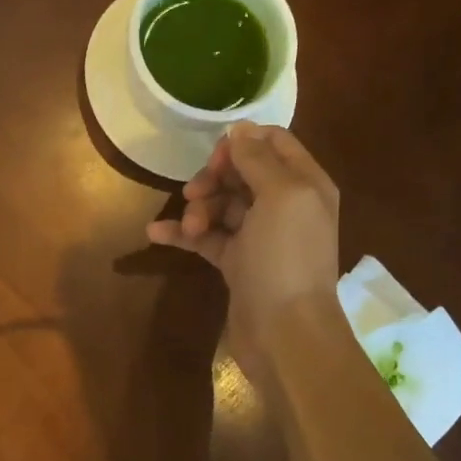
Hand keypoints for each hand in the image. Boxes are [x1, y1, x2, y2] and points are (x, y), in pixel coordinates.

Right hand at [146, 122, 340, 379]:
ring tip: (188, 228)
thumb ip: (259, 159)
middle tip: (193, 193)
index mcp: (305, 184)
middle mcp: (286, 206)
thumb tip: (240, 128)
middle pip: (242, 173)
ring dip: (198, 209)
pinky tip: (156, 233)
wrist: (284, 332)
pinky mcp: (238, 262)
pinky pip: (207, 237)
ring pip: (222, 205)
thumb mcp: (280, 196)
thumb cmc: (286, 258)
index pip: (274, 144)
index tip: (216, 158)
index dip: (242, 144)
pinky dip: (183, 233)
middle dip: (214, 179)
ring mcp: (260, 236)